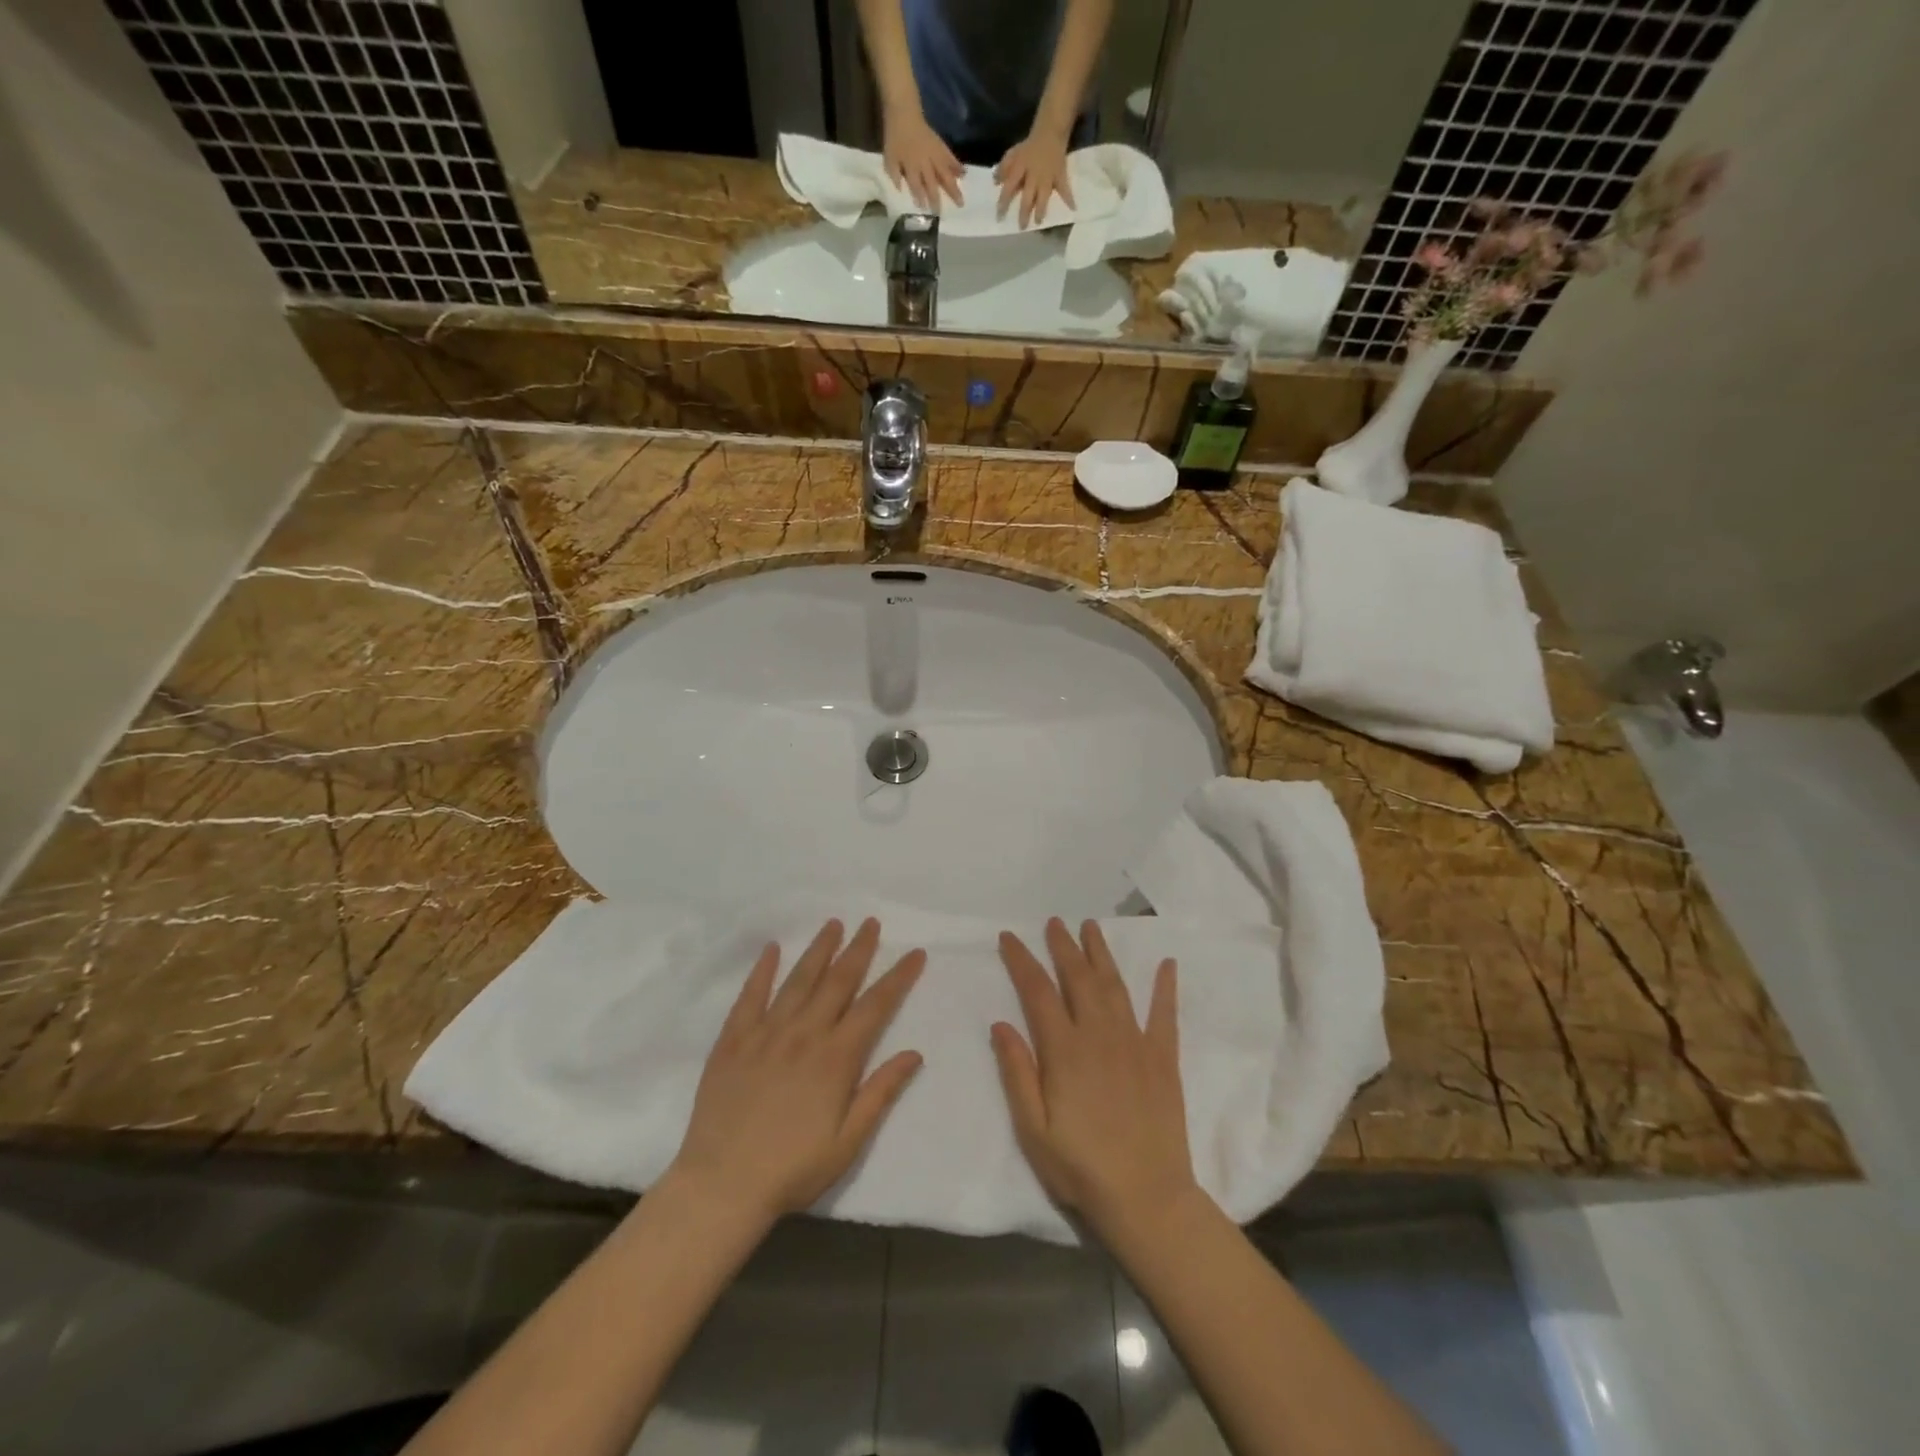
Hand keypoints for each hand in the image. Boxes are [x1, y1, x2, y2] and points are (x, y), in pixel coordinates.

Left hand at [670, 919, 925, 1221]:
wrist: (722, 1186)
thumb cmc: (792, 1169)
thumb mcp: (848, 1142)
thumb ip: (880, 1092)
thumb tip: (914, 1053)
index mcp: (836, 1058)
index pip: (875, 1005)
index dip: (898, 977)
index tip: (915, 952)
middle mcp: (804, 1034)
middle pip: (838, 981)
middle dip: (858, 949)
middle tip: (871, 923)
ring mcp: (766, 1033)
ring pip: (798, 980)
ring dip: (818, 950)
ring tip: (833, 924)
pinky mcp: (733, 1040)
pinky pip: (750, 996)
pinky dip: (762, 970)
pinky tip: (771, 949)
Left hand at [882, 109, 964, 211]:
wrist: (903, 112)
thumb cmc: (894, 137)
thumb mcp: (889, 157)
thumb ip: (894, 174)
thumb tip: (900, 189)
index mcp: (911, 166)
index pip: (916, 186)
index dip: (921, 197)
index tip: (926, 210)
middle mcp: (924, 162)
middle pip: (932, 183)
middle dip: (937, 198)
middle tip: (943, 212)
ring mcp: (934, 154)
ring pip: (944, 173)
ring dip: (952, 187)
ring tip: (961, 200)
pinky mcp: (939, 145)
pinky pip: (950, 157)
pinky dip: (957, 165)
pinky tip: (963, 174)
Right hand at [991, 919, 1199, 1236]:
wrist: (1147, 1199)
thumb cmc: (1080, 1168)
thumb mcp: (1033, 1129)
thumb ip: (1017, 1072)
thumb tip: (1000, 1023)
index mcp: (1064, 1050)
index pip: (1037, 992)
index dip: (1022, 961)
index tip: (1009, 937)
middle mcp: (1099, 1035)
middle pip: (1078, 978)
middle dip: (1063, 946)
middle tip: (1054, 921)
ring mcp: (1135, 1043)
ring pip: (1115, 986)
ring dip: (1101, 953)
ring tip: (1091, 927)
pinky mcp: (1162, 1059)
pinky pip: (1164, 1014)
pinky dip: (1165, 987)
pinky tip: (1167, 964)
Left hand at [995, 129, 1075, 227]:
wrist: (1049, 131)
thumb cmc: (1029, 146)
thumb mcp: (1013, 153)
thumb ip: (1004, 167)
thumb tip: (995, 181)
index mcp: (1021, 168)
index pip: (1009, 186)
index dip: (1004, 202)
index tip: (999, 216)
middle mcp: (1033, 174)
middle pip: (1027, 196)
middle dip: (1024, 212)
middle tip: (1021, 227)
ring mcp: (1047, 176)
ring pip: (1043, 195)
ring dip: (1040, 209)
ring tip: (1038, 222)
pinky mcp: (1060, 174)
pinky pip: (1064, 187)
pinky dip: (1069, 197)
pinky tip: (1073, 208)